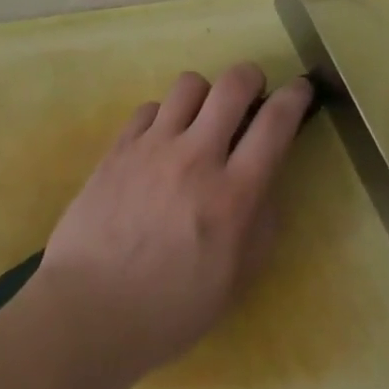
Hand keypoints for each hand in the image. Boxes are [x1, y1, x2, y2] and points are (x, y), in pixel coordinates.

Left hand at [36, 63, 313, 384]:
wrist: (88, 311)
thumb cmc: (169, 310)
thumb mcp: (235, 282)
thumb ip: (261, 226)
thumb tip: (265, 181)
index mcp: (233, 196)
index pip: (274, 124)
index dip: (294, 96)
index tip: (301, 88)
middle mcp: (196, 157)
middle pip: (233, 84)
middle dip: (251, 77)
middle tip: (251, 94)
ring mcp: (154, 146)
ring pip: (189, 84)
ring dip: (204, 95)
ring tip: (201, 118)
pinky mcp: (120, 145)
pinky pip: (150, 107)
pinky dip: (163, 117)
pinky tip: (160, 143)